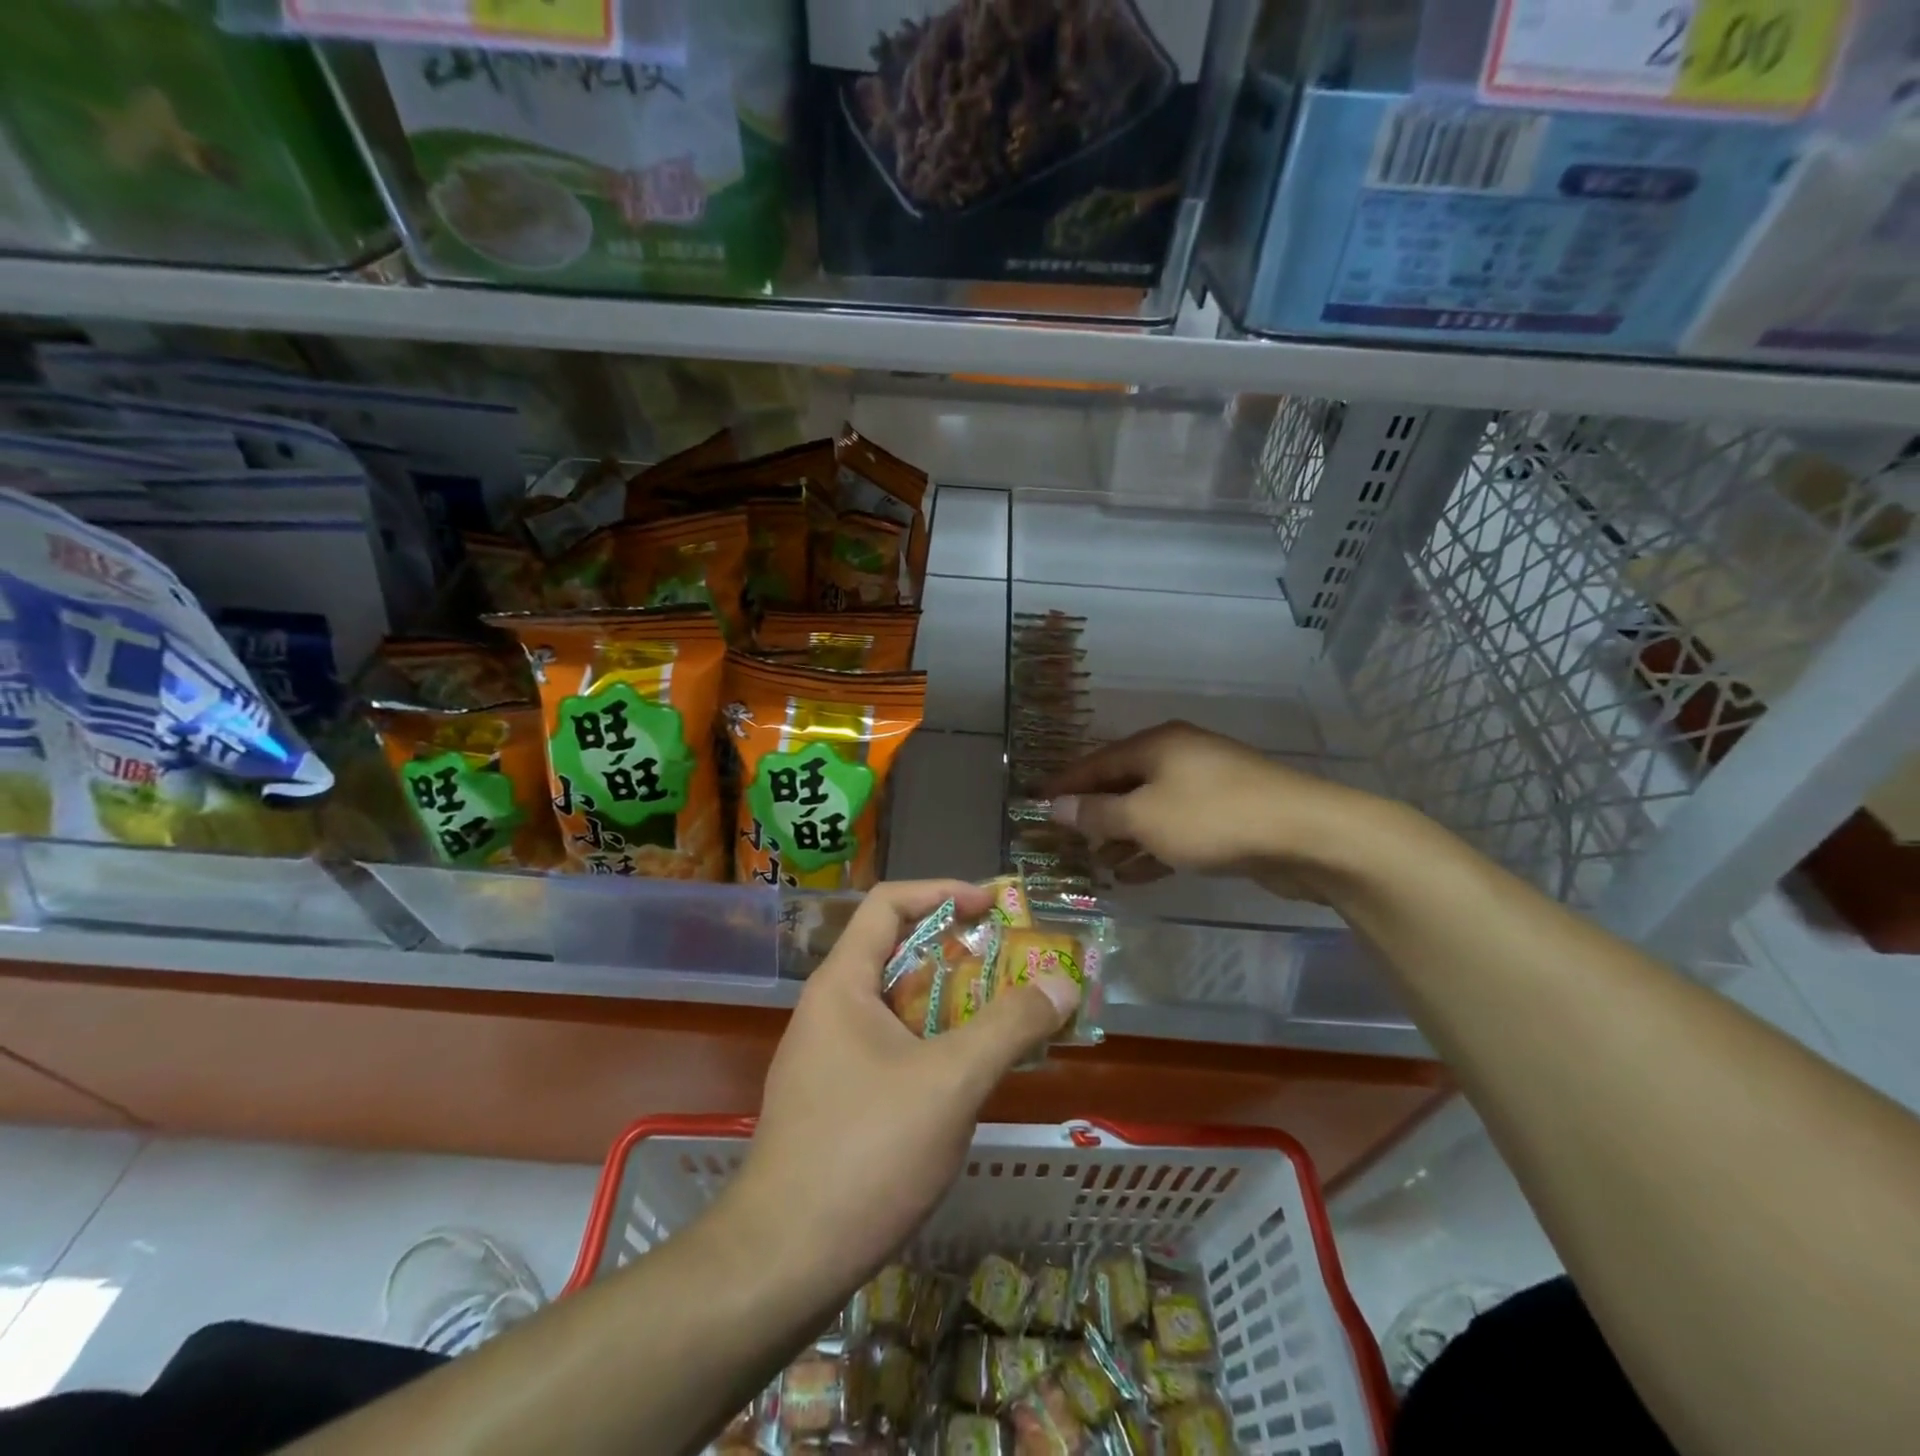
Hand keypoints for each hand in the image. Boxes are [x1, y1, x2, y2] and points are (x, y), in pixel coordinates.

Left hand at [727, 880, 1081, 1299]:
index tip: (993, 905)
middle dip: (959, 952)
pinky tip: (969, 1075)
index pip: (889, 903)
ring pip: (898, 1006)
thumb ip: (1009, 1027)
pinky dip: (934, 1043)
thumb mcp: (950, 1082)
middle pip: (897, 953)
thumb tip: (1062, 981)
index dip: (942, 891)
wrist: (781, 1263)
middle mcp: (830, 1008)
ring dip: (952, 1002)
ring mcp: (829, 1057)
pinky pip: (893, 1048)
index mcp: (842, 983)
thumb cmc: (865, 1152)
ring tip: (1005, 1015)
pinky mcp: (835, 1100)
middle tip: (1014, 964)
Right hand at [1045, 720, 1377, 899]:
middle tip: (1064, 842)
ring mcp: (1207, 786)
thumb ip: (1097, 814)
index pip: (1095, 762)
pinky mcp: (1228, 816)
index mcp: (1156, 745)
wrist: (1308, 835)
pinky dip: (1154, 849)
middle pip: (1123, 784)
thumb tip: (1054, 807)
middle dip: (1094, 815)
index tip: (1034, 804)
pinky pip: (1177, 829)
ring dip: (1122, 837)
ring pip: (1151, 810)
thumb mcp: (1144, 817)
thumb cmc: (1213, 818)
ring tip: (1096, 866)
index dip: (1064, 784)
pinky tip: (1135, 876)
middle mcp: (1179, 757)